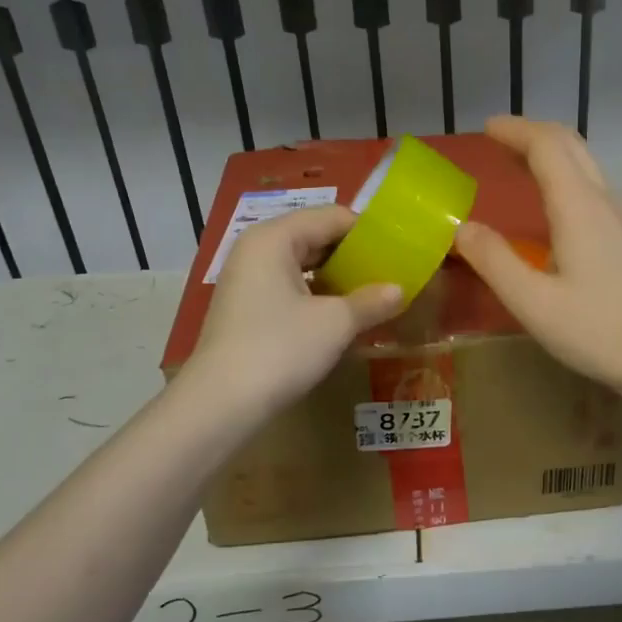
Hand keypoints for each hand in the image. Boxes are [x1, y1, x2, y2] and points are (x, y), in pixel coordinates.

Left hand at [184, 206, 402, 412]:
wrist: (220, 404)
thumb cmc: (280, 349)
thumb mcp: (335, 323)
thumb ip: (371, 301)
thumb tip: (400, 290)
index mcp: (275, 238)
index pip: (333, 217)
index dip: (369, 233)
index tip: (401, 252)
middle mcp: (257, 249)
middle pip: (316, 237)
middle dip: (354, 256)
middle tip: (392, 273)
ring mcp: (248, 279)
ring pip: (303, 265)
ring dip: (338, 279)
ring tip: (374, 295)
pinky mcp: (247, 307)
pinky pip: (291, 287)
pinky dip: (318, 296)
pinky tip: (343, 315)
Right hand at [455, 116, 621, 398]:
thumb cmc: (597, 330)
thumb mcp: (532, 302)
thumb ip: (493, 261)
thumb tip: (460, 228)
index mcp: (578, 207)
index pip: (546, 146)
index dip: (515, 131)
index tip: (486, 129)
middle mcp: (603, 201)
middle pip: (571, 145)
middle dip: (533, 133)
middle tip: (499, 140)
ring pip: (586, 165)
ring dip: (552, 152)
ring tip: (520, 164)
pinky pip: (593, 187)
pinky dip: (566, 176)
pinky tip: (553, 206)